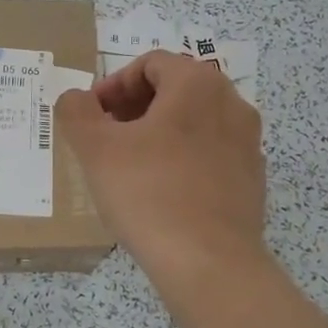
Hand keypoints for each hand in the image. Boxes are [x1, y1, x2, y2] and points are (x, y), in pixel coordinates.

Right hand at [58, 50, 266, 293]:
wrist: (210, 264)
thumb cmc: (149, 193)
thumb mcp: (96, 149)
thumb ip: (77, 112)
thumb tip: (76, 99)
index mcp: (198, 84)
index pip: (151, 63)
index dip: (114, 83)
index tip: (92, 114)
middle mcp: (232, 103)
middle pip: (175, 88)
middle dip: (135, 106)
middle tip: (106, 134)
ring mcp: (248, 143)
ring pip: (194, 121)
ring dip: (158, 131)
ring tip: (129, 163)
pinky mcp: (251, 180)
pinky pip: (210, 153)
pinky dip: (182, 158)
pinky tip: (160, 191)